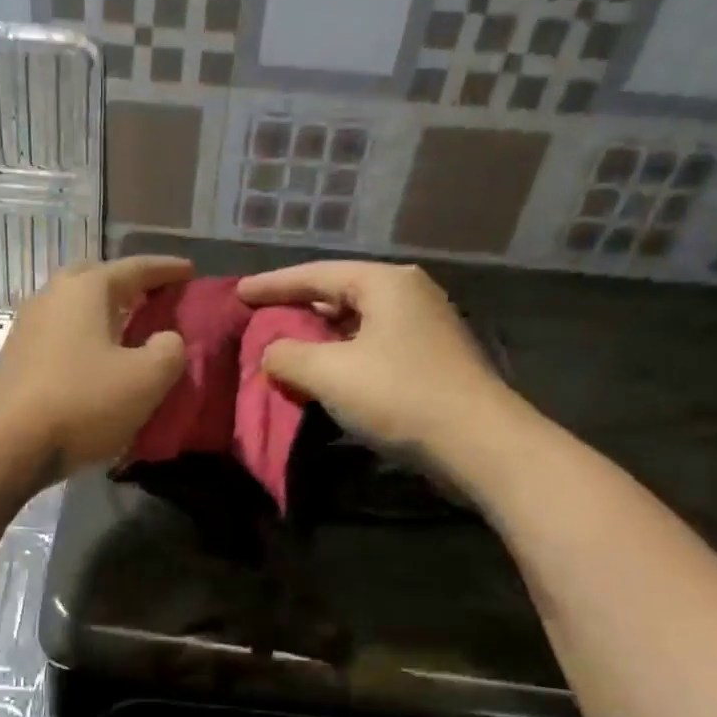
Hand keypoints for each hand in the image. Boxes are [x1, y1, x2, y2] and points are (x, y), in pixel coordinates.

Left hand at [0, 257, 190, 478]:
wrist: (7, 444)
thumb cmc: (83, 402)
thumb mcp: (146, 379)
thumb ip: (169, 351)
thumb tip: (167, 339)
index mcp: (86, 289)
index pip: (135, 268)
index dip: (167, 270)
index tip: (190, 271)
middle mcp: (52, 296)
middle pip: (95, 278)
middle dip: (127, 284)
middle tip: (153, 297)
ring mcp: (27, 327)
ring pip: (73, 307)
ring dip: (102, 313)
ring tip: (127, 329)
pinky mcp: (16, 358)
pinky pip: (60, 334)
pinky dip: (84, 338)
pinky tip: (95, 360)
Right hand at [237, 261, 522, 460]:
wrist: (477, 442)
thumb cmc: (399, 395)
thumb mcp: (329, 373)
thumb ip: (288, 356)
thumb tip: (271, 354)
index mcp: (385, 283)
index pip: (316, 275)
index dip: (272, 285)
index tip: (238, 293)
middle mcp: (407, 295)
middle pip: (338, 294)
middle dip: (296, 309)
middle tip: (258, 319)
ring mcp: (423, 327)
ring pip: (355, 324)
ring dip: (317, 337)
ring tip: (283, 348)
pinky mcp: (428, 360)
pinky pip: (370, 347)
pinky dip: (340, 357)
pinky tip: (322, 375)